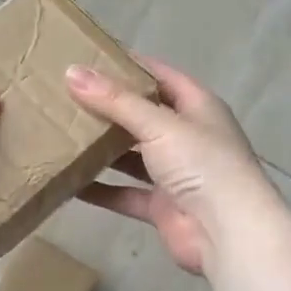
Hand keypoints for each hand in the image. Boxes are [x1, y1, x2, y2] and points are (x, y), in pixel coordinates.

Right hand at [66, 57, 278, 275]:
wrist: (228, 233)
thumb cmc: (202, 164)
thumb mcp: (159, 124)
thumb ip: (115, 101)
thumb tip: (71, 72)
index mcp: (197, 107)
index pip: (160, 76)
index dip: (129, 65)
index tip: (90, 57)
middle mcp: (187, 137)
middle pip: (143, 115)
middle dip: (109, 108)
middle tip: (66, 96)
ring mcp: (175, 173)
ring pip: (132, 156)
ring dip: (102, 150)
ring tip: (62, 135)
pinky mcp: (161, 206)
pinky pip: (124, 193)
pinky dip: (101, 190)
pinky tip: (69, 184)